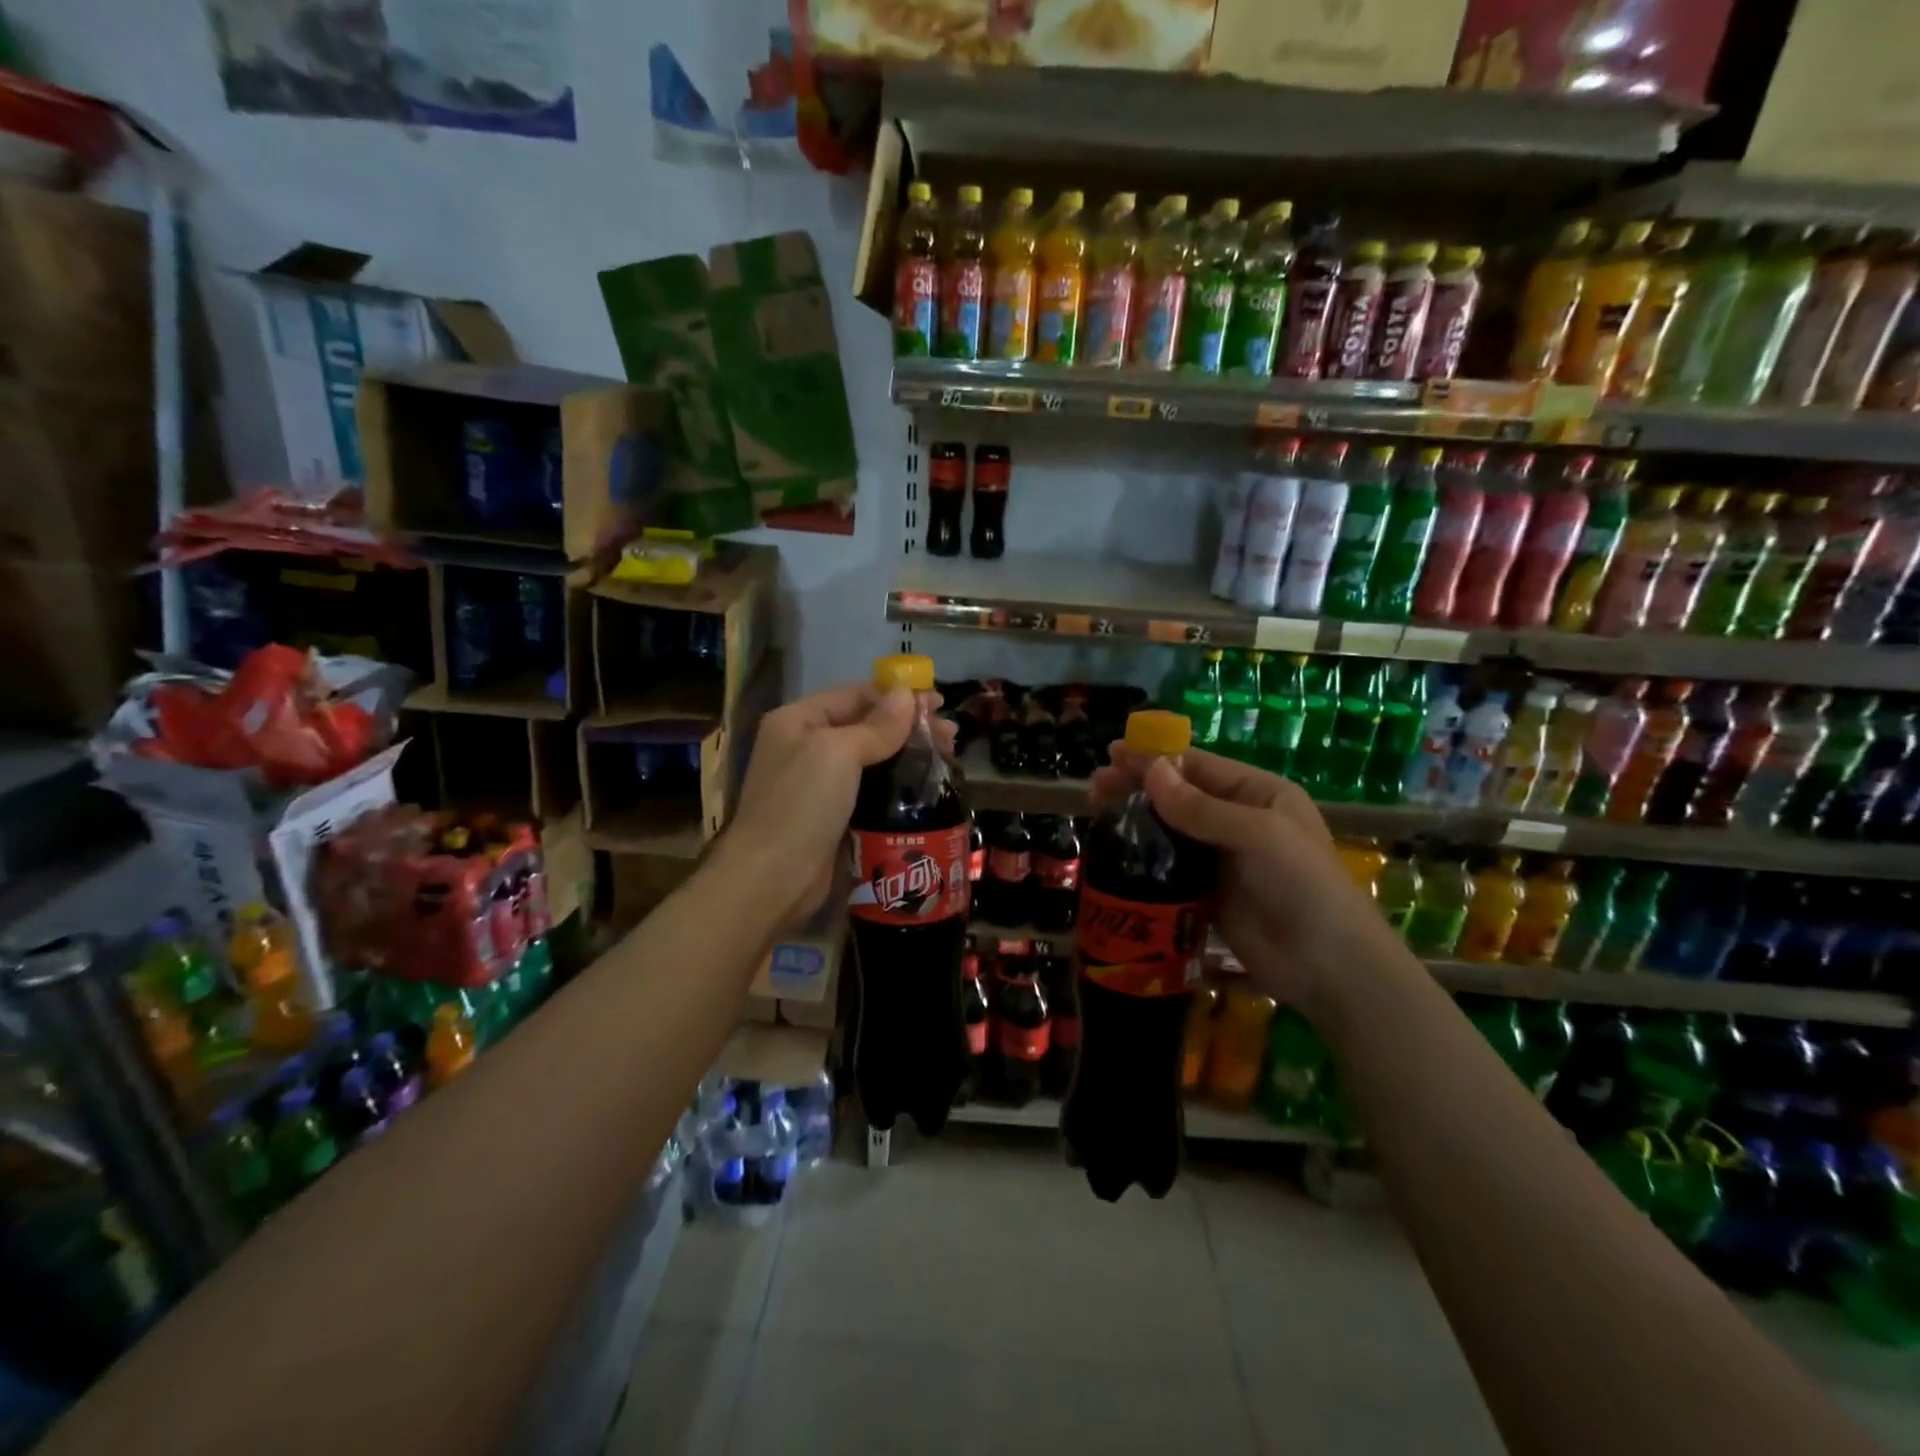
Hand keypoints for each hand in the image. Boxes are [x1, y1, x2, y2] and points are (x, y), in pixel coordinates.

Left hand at [725, 682, 955, 926]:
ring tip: (948, 757)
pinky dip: (898, 786)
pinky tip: (927, 787)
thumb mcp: (839, 752)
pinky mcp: (835, 817)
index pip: (854, 695)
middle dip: (909, 727)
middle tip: (951, 735)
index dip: (897, 696)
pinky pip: (872, 792)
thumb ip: (877, 724)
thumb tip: (906, 694)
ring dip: (908, 756)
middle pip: (866, 726)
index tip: (938, 702)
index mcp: (798, 721)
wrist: (773, 878)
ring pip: (873, 761)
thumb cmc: (803, 803)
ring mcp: (819, 785)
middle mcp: (806, 747)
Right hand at [1089, 747, 1396, 1015]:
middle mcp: (1237, 820)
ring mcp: (1221, 859)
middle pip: (1178, 795)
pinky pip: (1169, 868)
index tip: (1113, 754)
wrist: (1327, 967)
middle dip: (1137, 787)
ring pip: (1169, 831)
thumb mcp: (1257, 834)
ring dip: (1135, 820)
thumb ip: (1201, 807)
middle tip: (1096, 787)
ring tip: (1095, 814)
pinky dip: (1142, 858)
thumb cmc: (1302, 885)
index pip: (1198, 766)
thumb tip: (1151, 770)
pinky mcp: (1206, 894)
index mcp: (1258, 794)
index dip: (1155, 757)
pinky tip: (1114, 855)